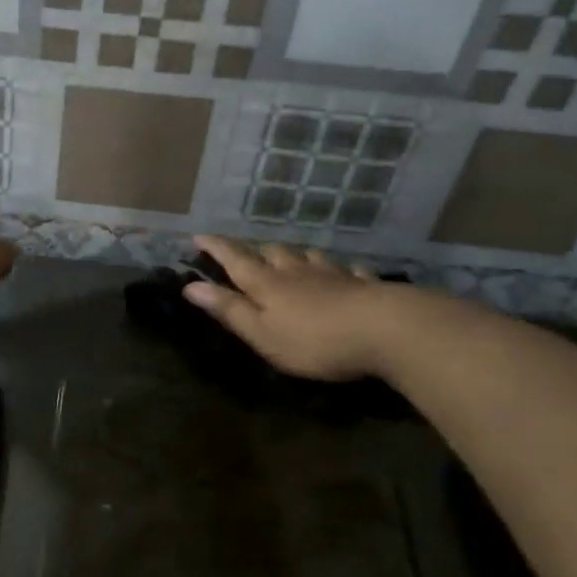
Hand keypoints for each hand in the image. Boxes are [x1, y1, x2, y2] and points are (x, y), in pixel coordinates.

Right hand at [184, 236, 418, 381]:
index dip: (215, 247)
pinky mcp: (364, 284)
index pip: (234, 259)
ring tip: (291, 259)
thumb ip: (229, 310)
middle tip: (247, 255)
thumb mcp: (262, 333)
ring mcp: (332, 274)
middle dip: (255, 251)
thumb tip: (191, 286)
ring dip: (295, 256)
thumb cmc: (314, 339)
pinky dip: (341, 269)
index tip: (198, 236)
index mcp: (267, 283)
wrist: (385, 329)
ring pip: (308, 256)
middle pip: (271, 253)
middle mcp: (296, 271)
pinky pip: (349, 270)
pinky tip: (346, 272)